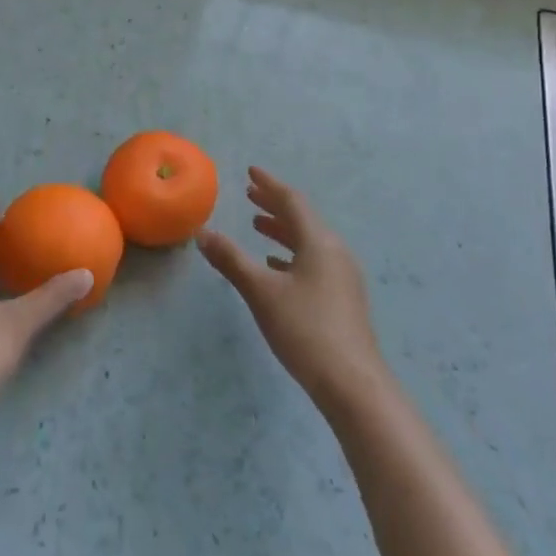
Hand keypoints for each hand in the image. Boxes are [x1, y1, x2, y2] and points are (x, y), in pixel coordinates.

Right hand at [198, 168, 389, 415]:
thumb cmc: (304, 329)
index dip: (269, 185)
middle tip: (250, 194)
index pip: (292, 201)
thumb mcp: (261, 292)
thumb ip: (231, 260)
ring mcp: (343, 276)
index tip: (250, 172)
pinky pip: (314, 261)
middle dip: (275, 205)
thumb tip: (203, 234)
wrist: (352, 383)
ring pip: (309, 241)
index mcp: (319, 241)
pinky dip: (292, 255)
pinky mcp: (343, 298)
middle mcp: (335, 251)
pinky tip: (276, 266)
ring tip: (257, 226)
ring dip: (283, 230)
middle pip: (303, 219)